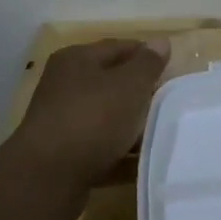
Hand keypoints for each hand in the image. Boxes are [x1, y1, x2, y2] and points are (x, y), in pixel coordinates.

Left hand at [10, 37, 170, 206]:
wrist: (47, 178)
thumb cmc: (92, 118)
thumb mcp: (129, 85)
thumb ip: (148, 64)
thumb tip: (161, 41)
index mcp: (76, 60)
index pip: (119, 47)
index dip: (147, 55)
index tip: (173, 70)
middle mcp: (65, 86)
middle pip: (112, 83)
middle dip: (141, 93)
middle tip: (171, 103)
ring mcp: (63, 122)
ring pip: (107, 118)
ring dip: (133, 126)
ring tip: (162, 134)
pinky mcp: (65, 156)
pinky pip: (101, 149)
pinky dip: (121, 155)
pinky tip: (144, 162)